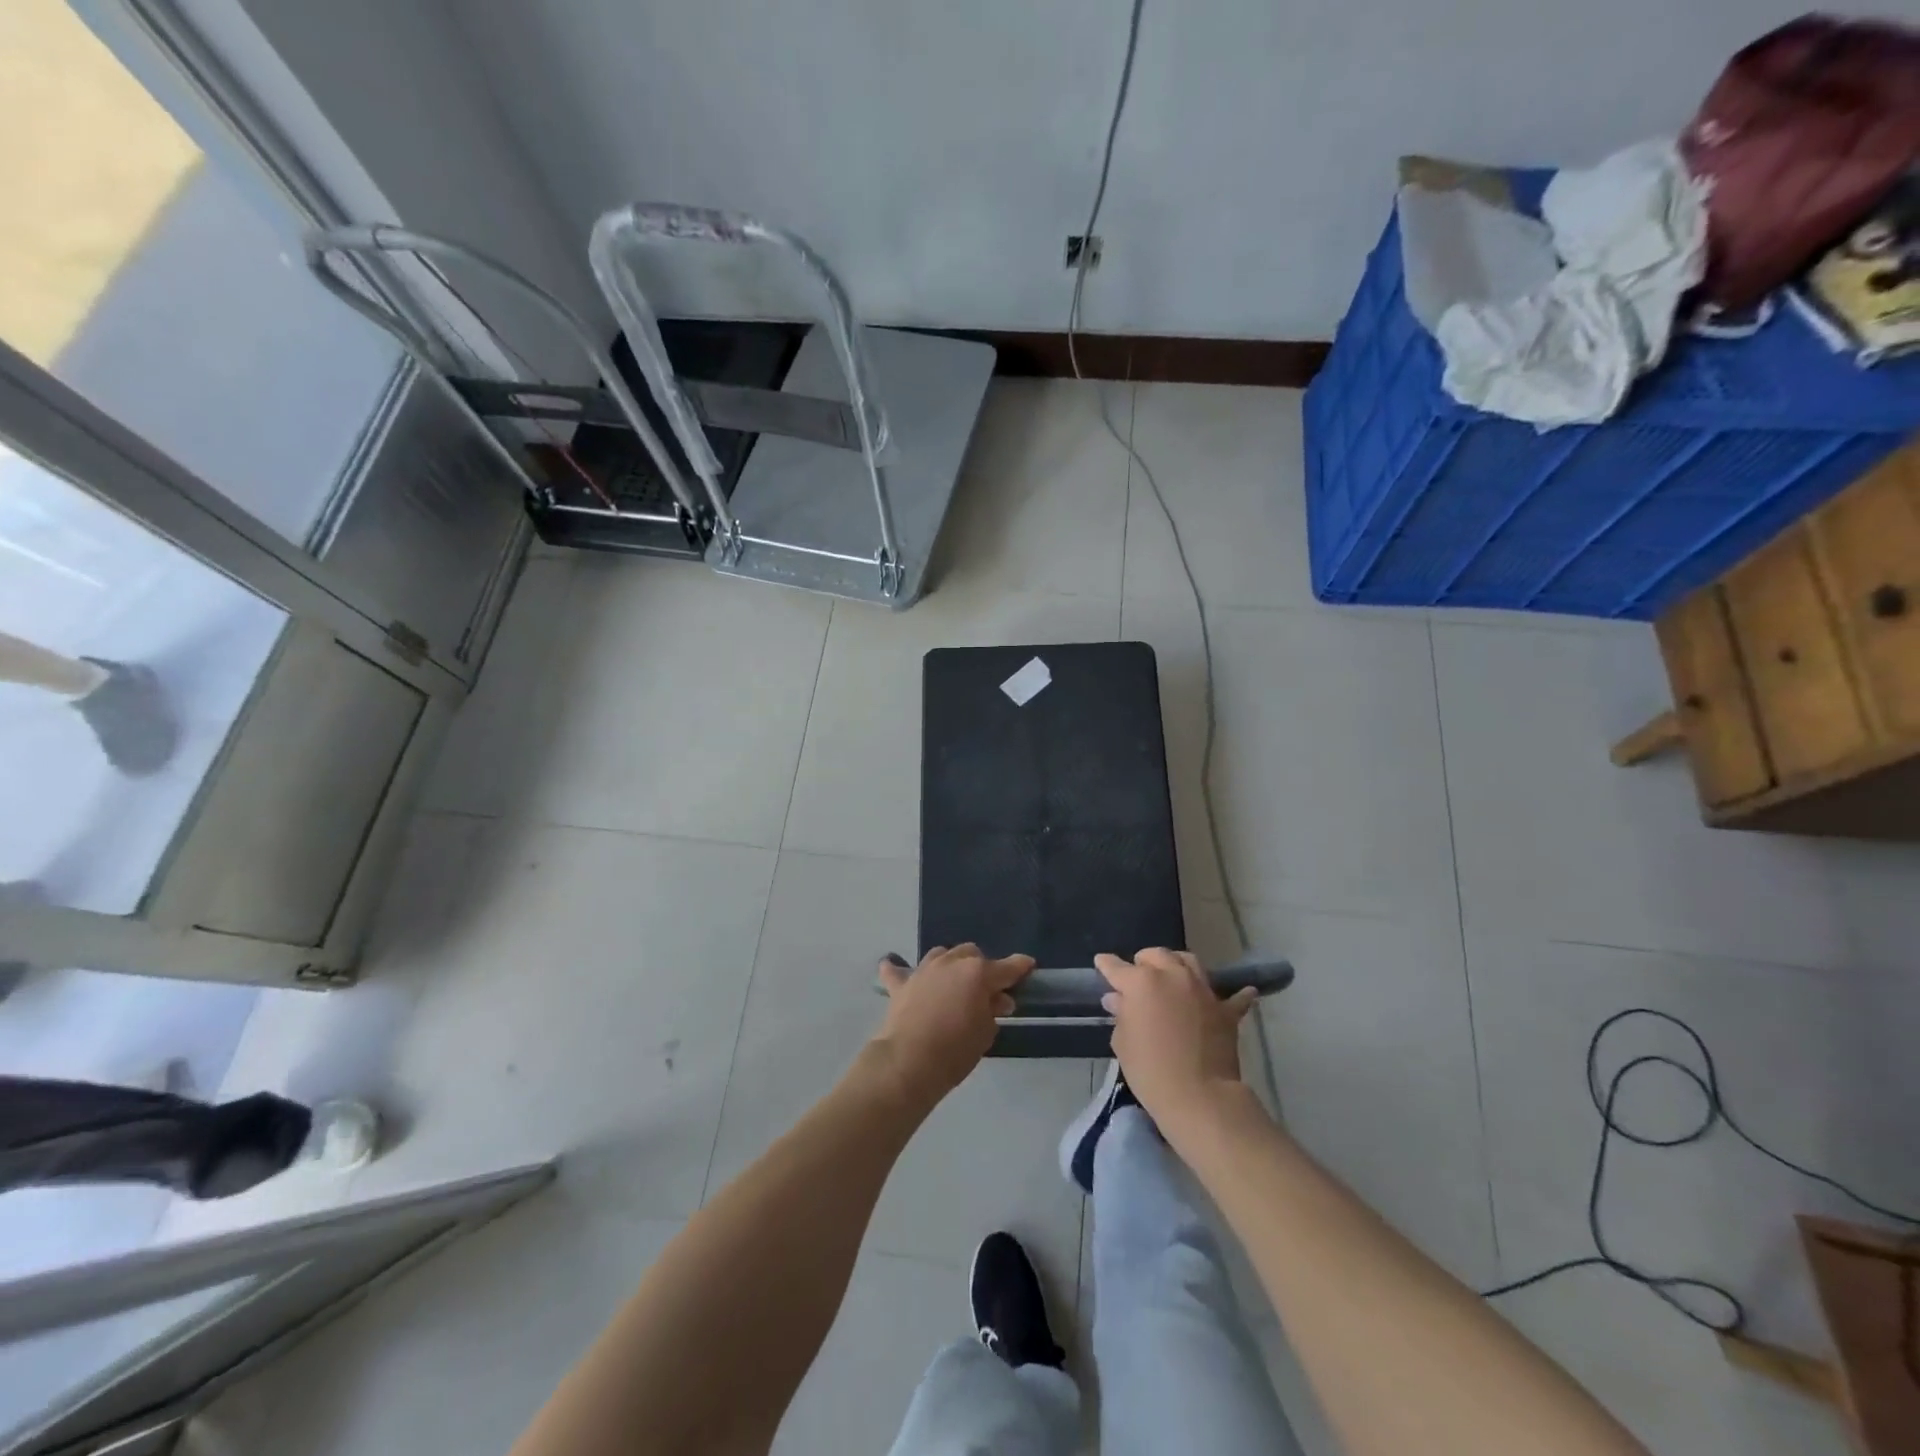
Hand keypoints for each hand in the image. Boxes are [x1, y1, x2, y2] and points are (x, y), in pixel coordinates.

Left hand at [873, 944, 1033, 1103]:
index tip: (1028, 967)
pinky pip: (898, 971)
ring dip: (950, 964)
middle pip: (972, 954)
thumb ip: (993, 1010)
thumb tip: (997, 1000)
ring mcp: (923, 970)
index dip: (1020, 967)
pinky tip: (897, 971)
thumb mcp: (985, 1033)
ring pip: (942, 954)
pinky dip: (900, 971)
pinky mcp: (900, 984)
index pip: (1007, 967)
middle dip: (981, 967)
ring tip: (952, 983)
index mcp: (978, 973)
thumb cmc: (956, 1050)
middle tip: (985, 990)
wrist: (909, 1062)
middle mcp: (951, 962)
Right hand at [1096, 948, 1259, 1136]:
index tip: (1101, 963)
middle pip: (1155, 955)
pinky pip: (1233, 996)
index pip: (1116, 967)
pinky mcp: (1225, 1010)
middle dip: (1144, 962)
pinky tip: (1242, 991)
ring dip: (1177, 964)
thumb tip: (1119, 1000)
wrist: (1199, 1096)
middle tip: (1138, 976)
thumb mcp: (1123, 1043)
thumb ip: (1121, 1015)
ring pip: (1188, 961)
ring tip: (1173, 975)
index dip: (1106, 965)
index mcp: (1141, 982)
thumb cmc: (1150, 1070)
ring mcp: (1202, 990)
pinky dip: (1235, 994)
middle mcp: (1172, 976)